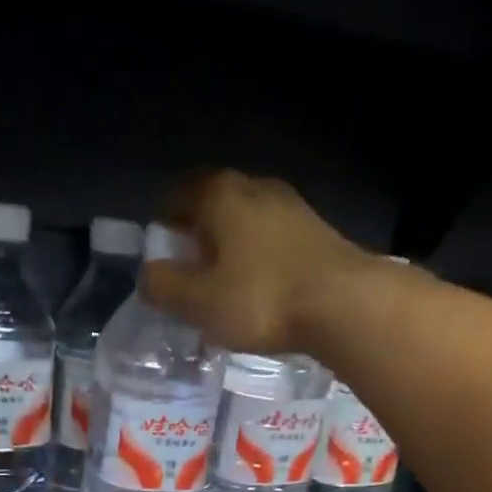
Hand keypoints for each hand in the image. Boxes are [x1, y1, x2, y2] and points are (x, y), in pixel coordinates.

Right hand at [141, 169, 379, 354]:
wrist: (344, 304)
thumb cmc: (261, 299)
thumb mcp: (198, 301)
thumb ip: (164, 287)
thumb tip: (148, 275)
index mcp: (220, 194)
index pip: (178, 194)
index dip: (164, 223)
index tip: (161, 253)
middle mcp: (256, 187)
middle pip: (215, 206)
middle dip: (199, 236)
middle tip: (190, 273)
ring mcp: (293, 208)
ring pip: (248, 223)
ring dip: (233, 249)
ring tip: (226, 286)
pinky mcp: (319, 234)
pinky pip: (275, 242)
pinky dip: (261, 261)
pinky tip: (262, 291)